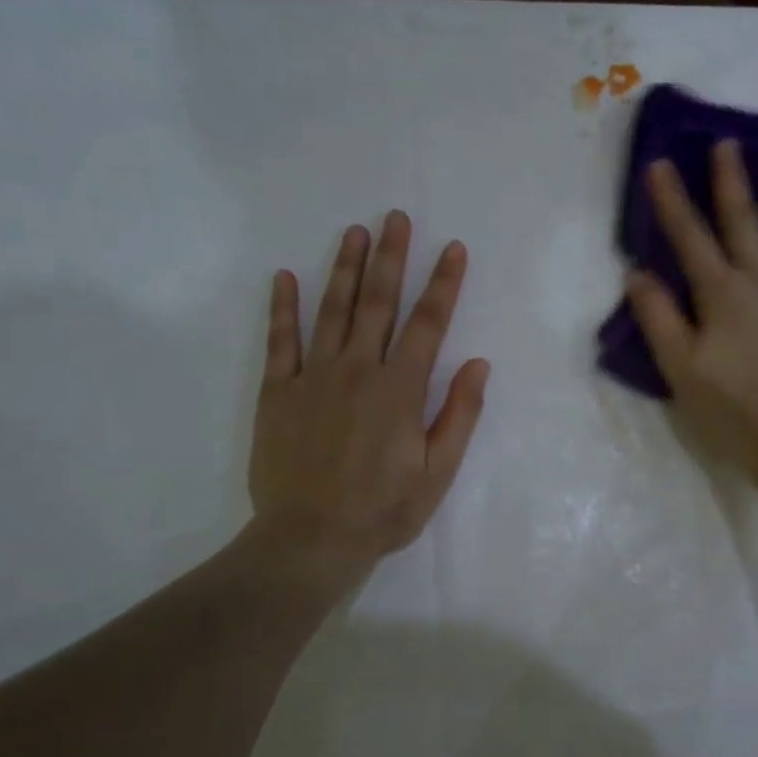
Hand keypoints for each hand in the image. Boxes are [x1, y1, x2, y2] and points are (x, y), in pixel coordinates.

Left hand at [245, 211, 488, 591]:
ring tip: (354, 232)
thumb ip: (459, 415)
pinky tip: (285, 279)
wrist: (311, 538)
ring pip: (331, 311)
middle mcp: (358, 371)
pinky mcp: (279, 392)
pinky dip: (283, 309)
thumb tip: (478, 364)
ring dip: (344, 268)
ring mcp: (313, 377)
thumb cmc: (383, 510)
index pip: (428, 324)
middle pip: (377, 303)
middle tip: (395, 218)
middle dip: (390, 258)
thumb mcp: (438, 471)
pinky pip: (280, 341)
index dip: (443, 284)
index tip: (453, 248)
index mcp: (400, 390)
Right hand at [627, 140, 757, 477]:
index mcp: (721, 295)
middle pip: (744, 224)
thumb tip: (638, 273)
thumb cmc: (728, 408)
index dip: (673, 202)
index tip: (661, 163)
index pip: (690, 239)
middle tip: (729, 143)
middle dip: (732, 183)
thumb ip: (658, 318)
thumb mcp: (679, 368)